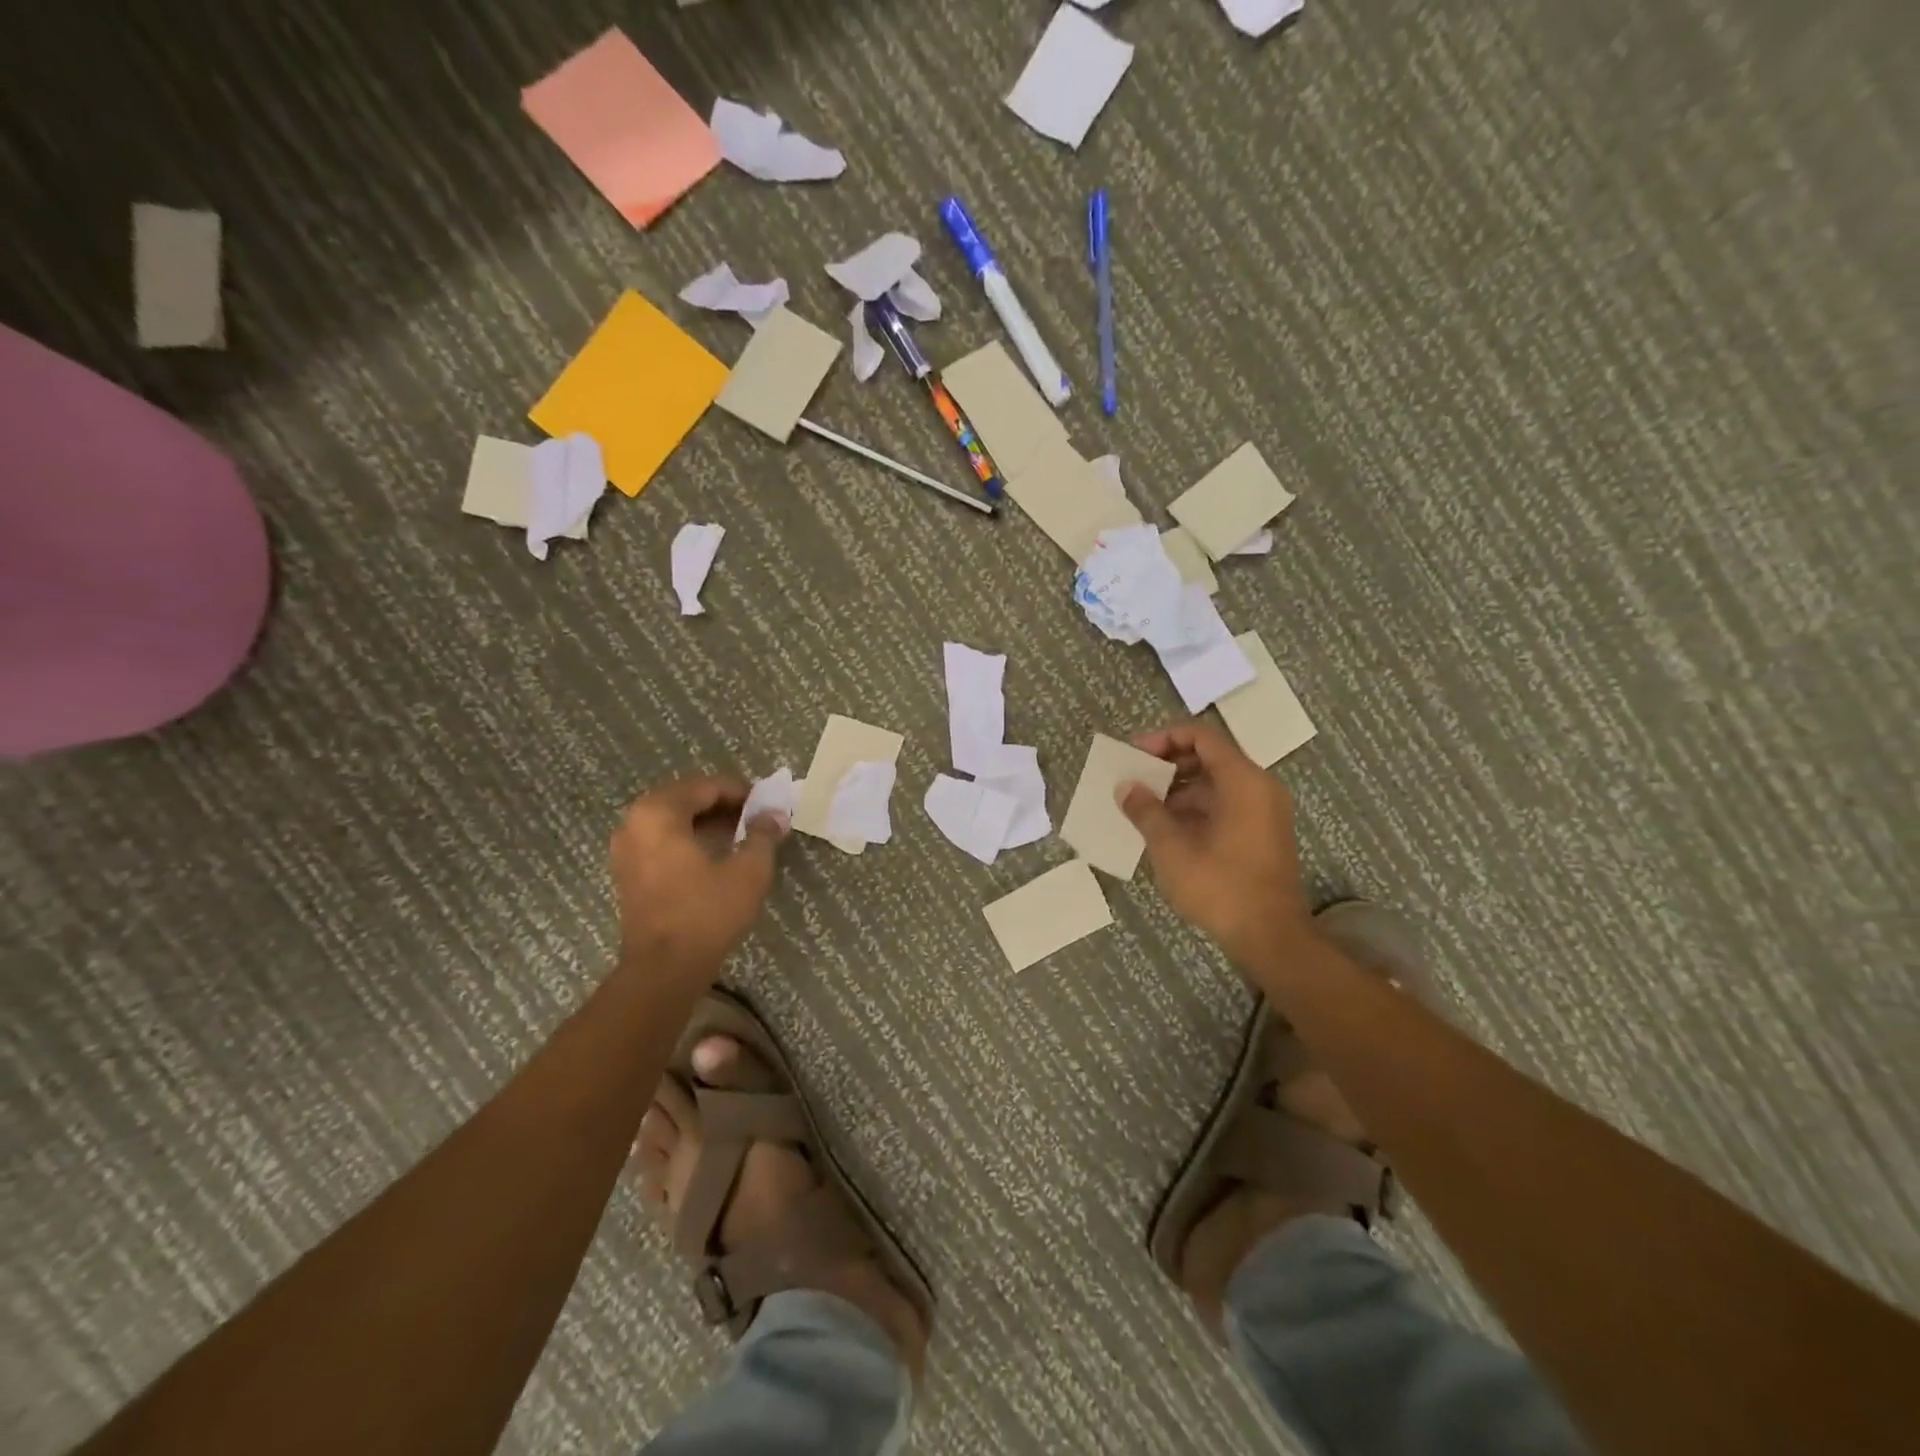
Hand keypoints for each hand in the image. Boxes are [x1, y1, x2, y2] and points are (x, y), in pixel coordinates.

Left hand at [609, 776, 785, 978]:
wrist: (663, 970)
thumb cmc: (706, 913)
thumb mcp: (749, 871)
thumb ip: (763, 835)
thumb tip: (775, 815)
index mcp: (659, 813)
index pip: (706, 787)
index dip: (741, 791)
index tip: (767, 803)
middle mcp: (634, 823)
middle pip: (685, 798)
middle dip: (722, 804)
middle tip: (755, 816)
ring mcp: (625, 849)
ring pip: (671, 820)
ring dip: (705, 821)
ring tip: (739, 835)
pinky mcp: (627, 873)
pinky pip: (660, 840)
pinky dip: (687, 839)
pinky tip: (714, 855)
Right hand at [1119, 722, 1311, 965]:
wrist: (1271, 937)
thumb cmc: (1220, 887)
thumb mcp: (1172, 848)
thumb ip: (1146, 811)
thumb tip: (1125, 787)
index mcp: (1243, 781)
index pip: (1202, 737)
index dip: (1164, 738)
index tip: (1135, 755)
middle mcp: (1259, 788)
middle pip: (1210, 757)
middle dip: (1168, 764)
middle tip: (1134, 780)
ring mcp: (1264, 812)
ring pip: (1216, 783)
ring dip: (1178, 789)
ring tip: (1143, 807)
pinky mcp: (1262, 833)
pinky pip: (1225, 804)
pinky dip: (1195, 808)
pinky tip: (1165, 828)